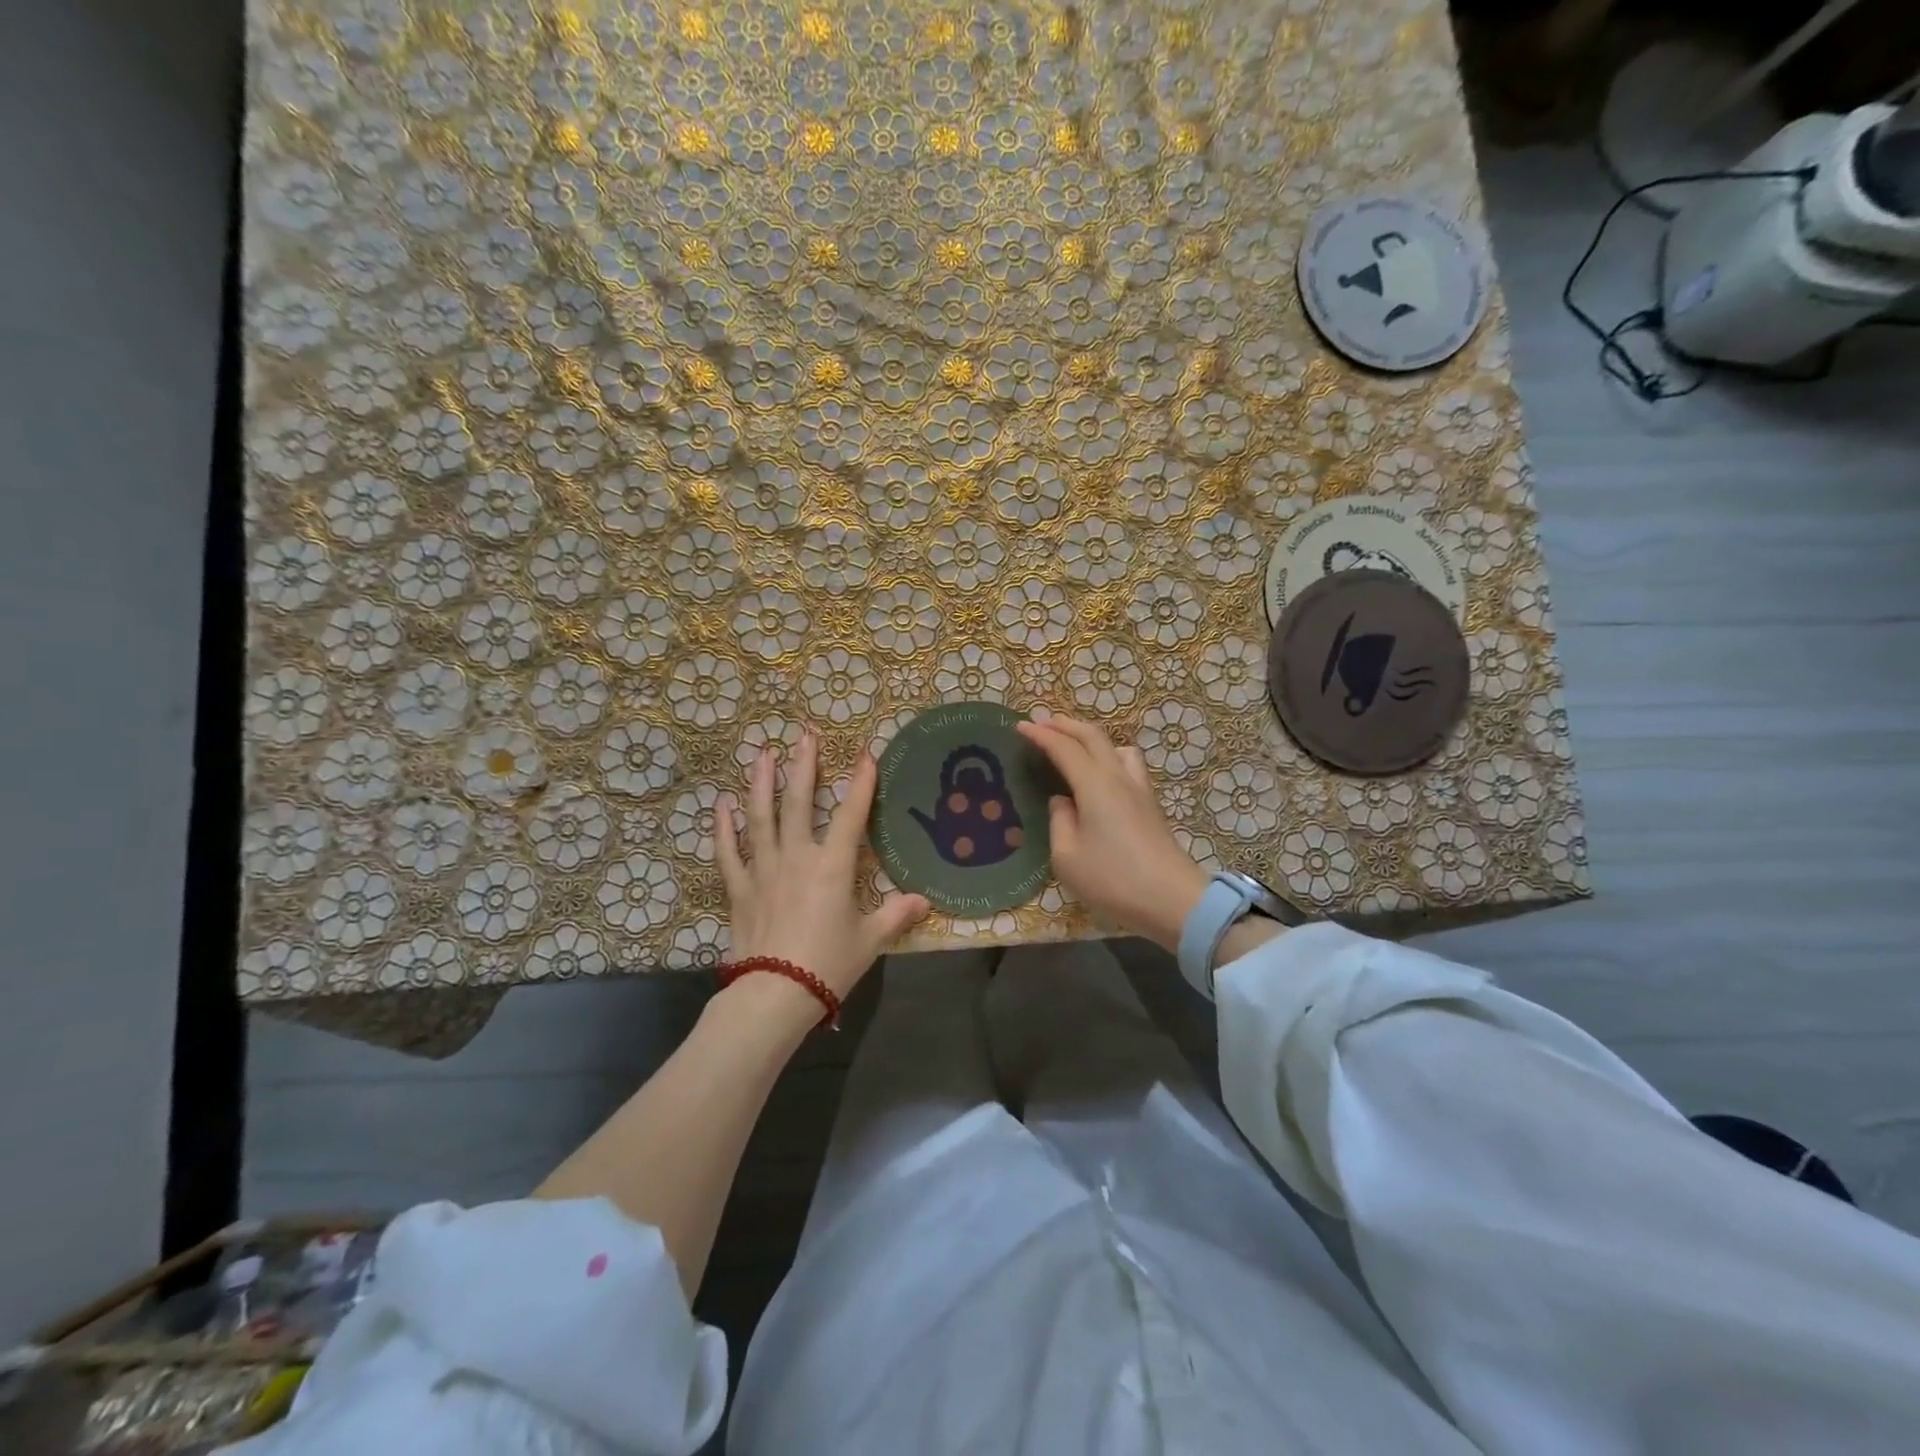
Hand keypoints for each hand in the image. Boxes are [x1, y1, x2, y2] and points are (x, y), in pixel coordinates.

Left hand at [716, 730, 929, 1006]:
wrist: (776, 994)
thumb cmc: (829, 964)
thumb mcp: (870, 939)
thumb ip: (896, 915)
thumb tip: (925, 901)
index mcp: (832, 867)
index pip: (852, 816)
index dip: (861, 784)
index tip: (866, 754)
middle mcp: (797, 857)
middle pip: (799, 803)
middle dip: (804, 767)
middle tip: (803, 735)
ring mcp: (763, 869)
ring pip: (760, 817)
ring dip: (761, 783)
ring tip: (762, 754)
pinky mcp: (739, 888)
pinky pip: (728, 852)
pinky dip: (723, 827)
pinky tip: (721, 804)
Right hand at [1016, 714, 1209, 951]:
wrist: (1172, 900)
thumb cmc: (1113, 879)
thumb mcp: (1067, 856)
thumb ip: (1059, 821)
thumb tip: (1062, 801)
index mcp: (1094, 785)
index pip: (1064, 747)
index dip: (1040, 734)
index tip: (1020, 727)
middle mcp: (1118, 777)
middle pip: (1092, 736)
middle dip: (1065, 725)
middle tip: (1043, 723)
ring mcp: (1139, 789)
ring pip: (1116, 747)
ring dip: (1092, 738)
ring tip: (1075, 746)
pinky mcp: (1150, 805)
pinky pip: (1128, 765)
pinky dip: (1108, 756)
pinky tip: (1101, 776)